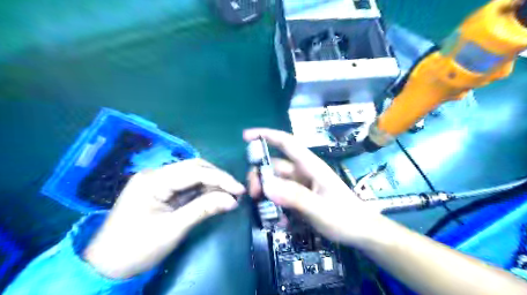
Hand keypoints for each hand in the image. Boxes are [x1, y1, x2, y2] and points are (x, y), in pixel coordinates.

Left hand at [83, 159, 244, 278]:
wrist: (105, 267)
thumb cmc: (136, 249)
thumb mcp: (173, 229)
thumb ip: (204, 209)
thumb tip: (233, 200)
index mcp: (153, 180)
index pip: (194, 172)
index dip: (221, 179)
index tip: (240, 189)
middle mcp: (155, 174)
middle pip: (194, 168)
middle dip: (217, 177)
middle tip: (236, 191)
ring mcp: (157, 182)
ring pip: (192, 175)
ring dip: (212, 183)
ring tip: (229, 194)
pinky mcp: (160, 191)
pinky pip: (186, 186)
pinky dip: (202, 190)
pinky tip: (214, 196)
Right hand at [245, 129, 385, 248]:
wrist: (362, 233)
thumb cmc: (345, 217)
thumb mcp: (319, 209)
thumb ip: (294, 197)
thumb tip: (266, 185)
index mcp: (310, 166)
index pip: (287, 143)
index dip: (266, 135)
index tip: (246, 137)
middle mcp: (303, 172)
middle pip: (274, 166)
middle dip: (260, 176)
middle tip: (254, 195)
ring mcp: (302, 186)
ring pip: (275, 182)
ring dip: (266, 194)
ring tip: (264, 212)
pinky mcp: (301, 198)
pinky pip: (281, 197)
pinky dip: (276, 206)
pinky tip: (279, 222)